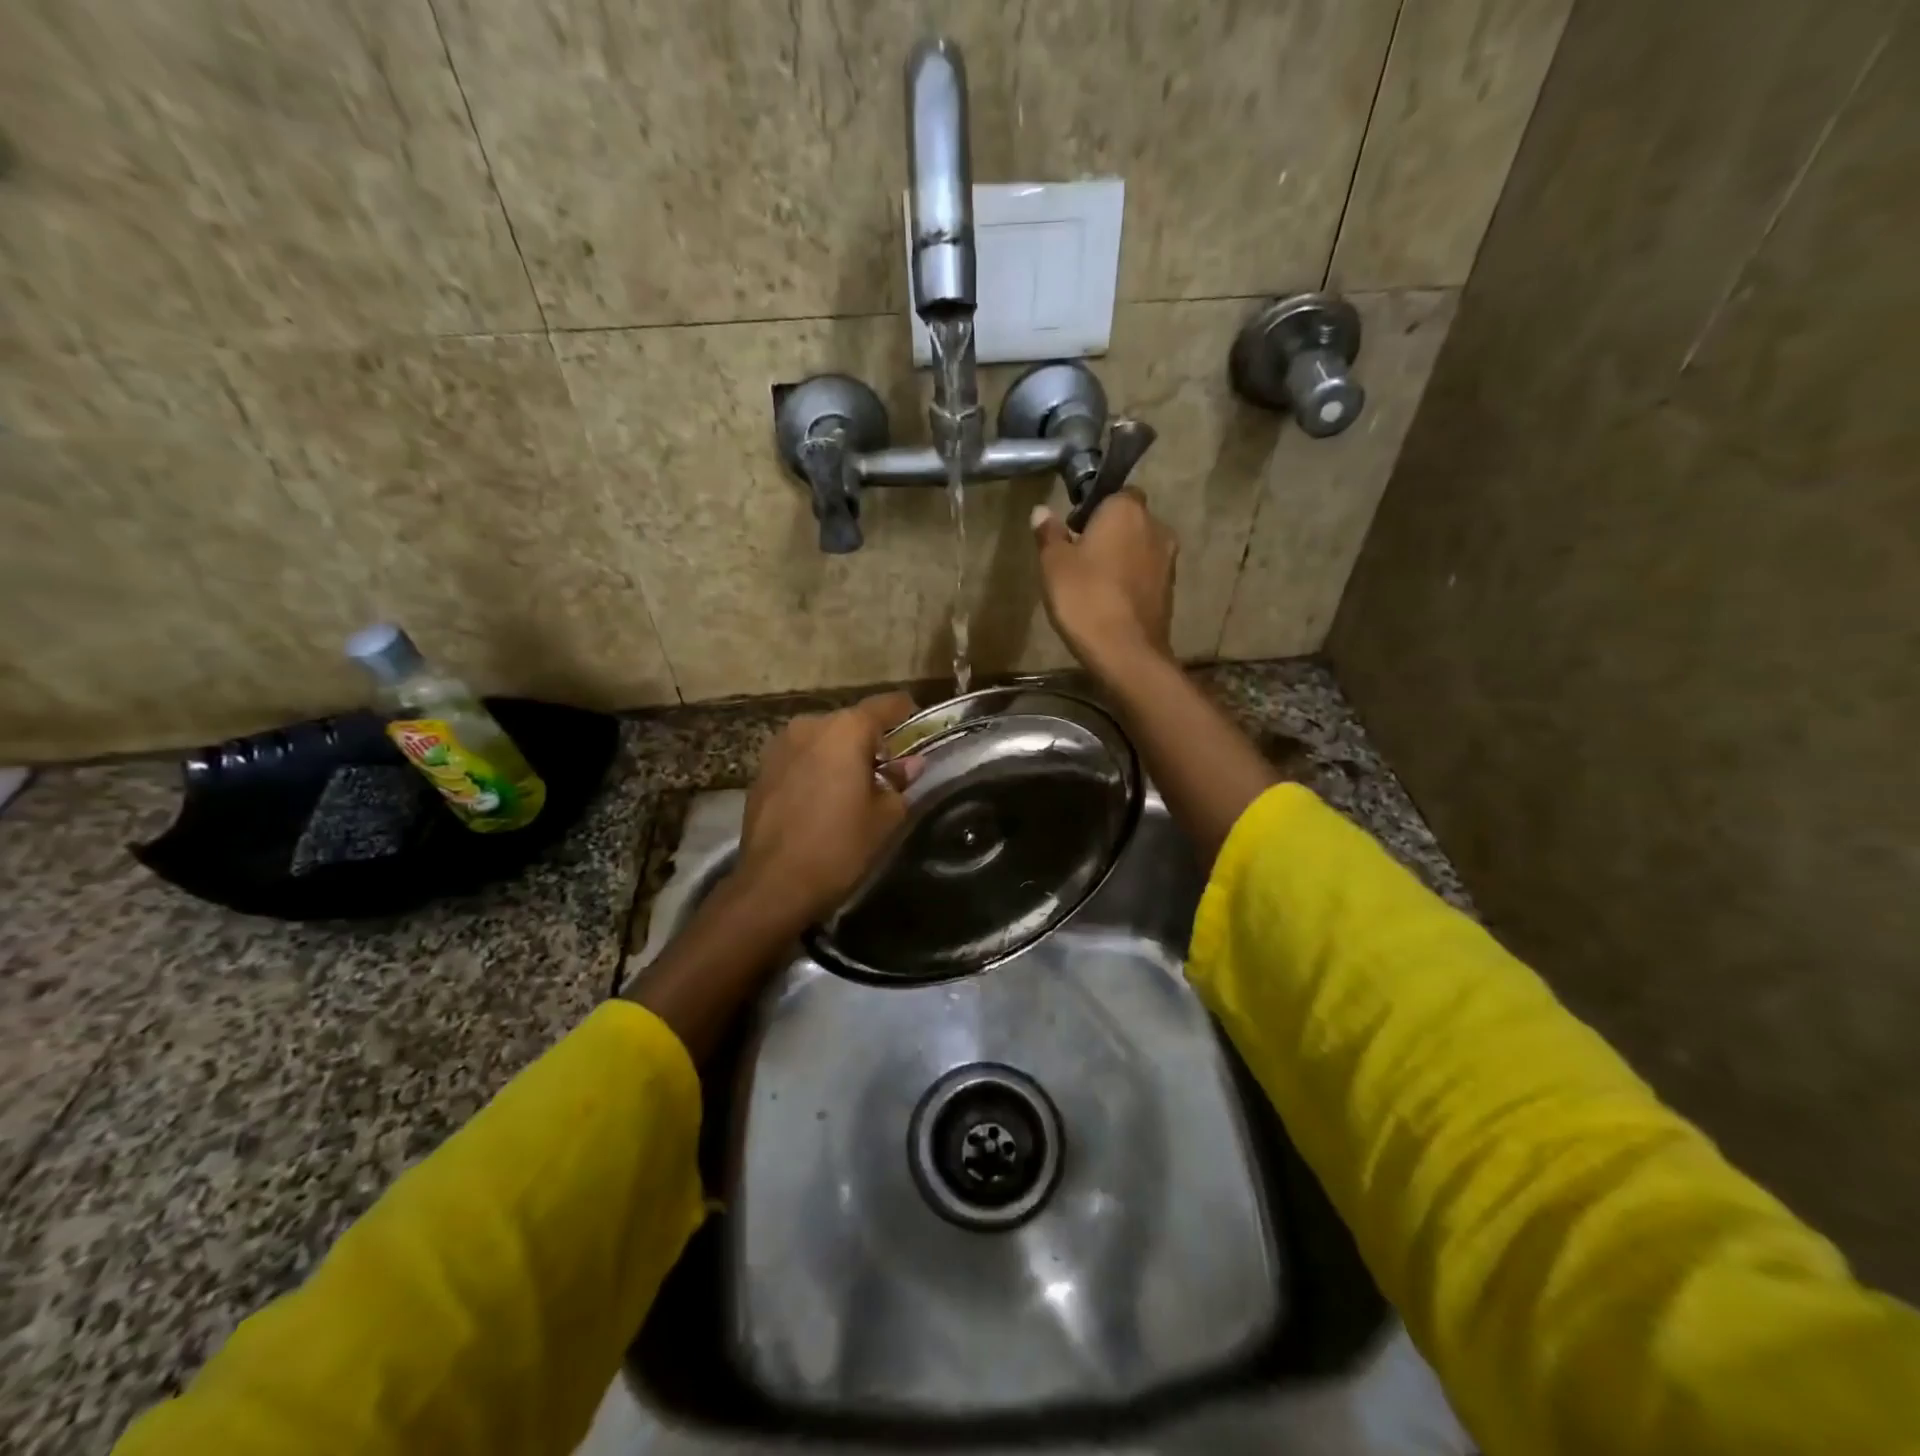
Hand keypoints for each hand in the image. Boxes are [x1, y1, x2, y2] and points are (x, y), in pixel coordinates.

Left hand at [733, 692, 920, 928]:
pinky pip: (801, 758)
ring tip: (851, 791)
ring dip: (841, 756)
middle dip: (872, 743)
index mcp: (847, 729)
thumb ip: (900, 782)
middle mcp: (810, 725)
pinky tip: (821, 802)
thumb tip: (910, 765)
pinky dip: (816, 769)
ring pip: (824, 740)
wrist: (773, 885)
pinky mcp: (762, 769)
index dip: (908, 716)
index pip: (888, 705)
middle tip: (887, 776)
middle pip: (853, 723)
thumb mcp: (885, 817)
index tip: (919, 734)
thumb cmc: (840, 846)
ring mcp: (780, 745)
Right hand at [1032, 488, 1176, 676]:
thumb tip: (1042, 511)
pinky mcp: (1171, 590)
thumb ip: (1049, 534)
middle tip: (1081, 557)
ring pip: (1140, 548)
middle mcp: (1155, 526)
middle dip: (1110, 533)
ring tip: (1095, 583)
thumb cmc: (1085, 598)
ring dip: (1122, 558)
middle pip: (1130, 521)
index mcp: (1126, 509)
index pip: (1114, 493)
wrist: (1126, 651)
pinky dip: (1132, 581)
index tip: (1075, 530)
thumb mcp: (1054, 565)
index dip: (1095, 510)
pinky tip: (1111, 601)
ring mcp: (1168, 560)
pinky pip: (1147, 575)